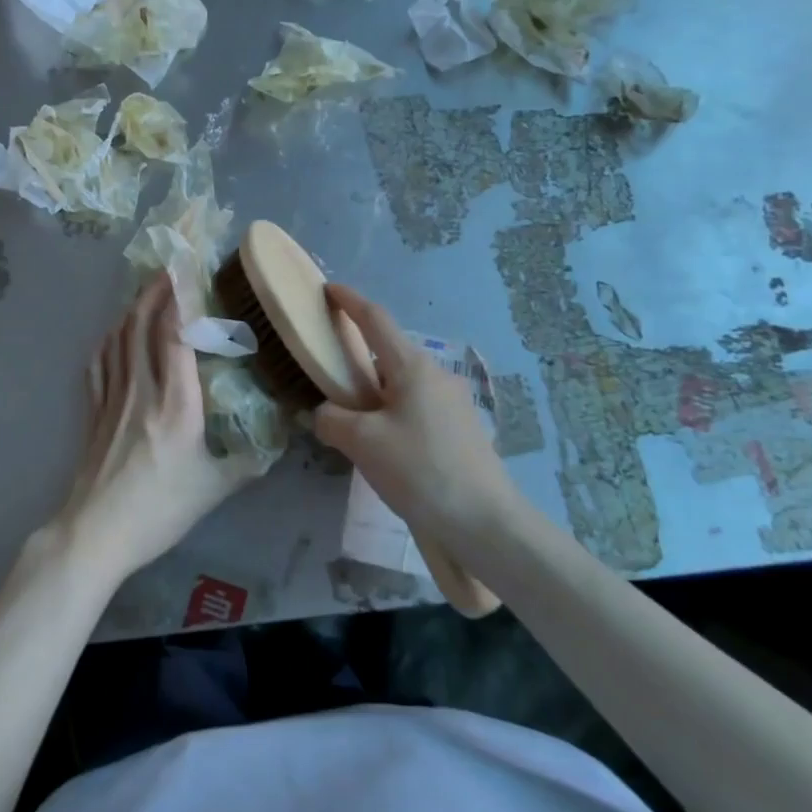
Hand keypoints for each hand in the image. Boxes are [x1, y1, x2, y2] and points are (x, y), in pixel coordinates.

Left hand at [54, 275, 254, 581]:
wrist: (95, 534)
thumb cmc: (159, 511)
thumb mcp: (214, 489)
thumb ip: (249, 461)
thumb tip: (280, 440)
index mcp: (176, 404)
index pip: (175, 335)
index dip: (180, 297)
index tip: (187, 267)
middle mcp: (142, 390)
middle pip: (142, 324)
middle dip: (156, 289)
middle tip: (170, 264)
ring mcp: (112, 397)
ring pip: (120, 337)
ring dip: (134, 307)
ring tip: (149, 288)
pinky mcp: (93, 410)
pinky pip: (100, 361)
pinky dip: (111, 337)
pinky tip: (116, 332)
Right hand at [313, 284, 514, 542]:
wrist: (485, 523)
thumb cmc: (419, 470)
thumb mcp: (362, 443)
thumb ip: (333, 420)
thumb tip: (326, 415)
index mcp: (413, 367)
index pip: (375, 320)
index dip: (350, 301)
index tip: (329, 289)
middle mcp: (437, 376)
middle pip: (389, 355)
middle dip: (360, 361)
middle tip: (332, 381)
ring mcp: (455, 404)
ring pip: (404, 386)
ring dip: (377, 395)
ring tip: (355, 426)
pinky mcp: (463, 431)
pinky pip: (418, 410)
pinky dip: (395, 416)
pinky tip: (386, 449)